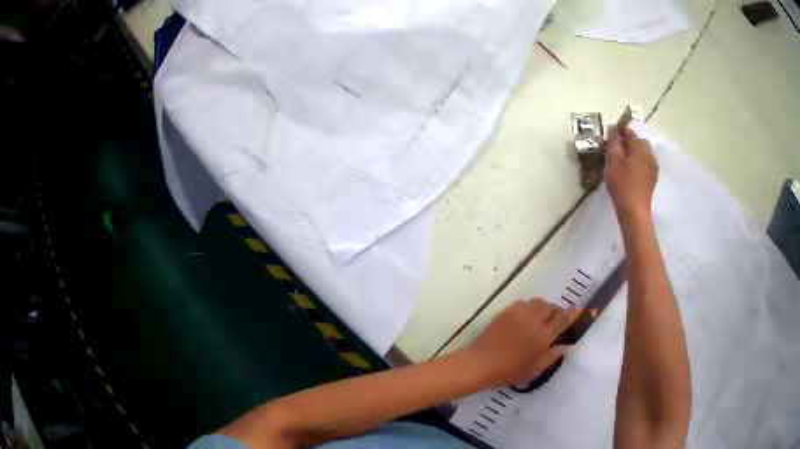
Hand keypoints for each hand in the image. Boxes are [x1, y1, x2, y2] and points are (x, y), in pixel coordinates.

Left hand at [468, 299, 580, 386]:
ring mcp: (519, 314)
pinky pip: (523, 303)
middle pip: (552, 307)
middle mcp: (534, 320)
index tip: (578, 310)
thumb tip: (565, 346)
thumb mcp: (535, 369)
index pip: (563, 319)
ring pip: (538, 302)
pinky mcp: (507, 311)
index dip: (573, 313)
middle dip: (557, 312)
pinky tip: (525, 318)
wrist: (482, 363)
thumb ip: (552, 356)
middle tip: (554, 322)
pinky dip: (529, 307)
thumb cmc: (510, 371)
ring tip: (540, 318)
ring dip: (543, 308)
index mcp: (544, 336)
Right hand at [605, 127, 658, 221]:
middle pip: (638, 144)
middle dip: (627, 144)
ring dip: (632, 156)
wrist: (634, 211)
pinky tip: (628, 175)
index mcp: (641, 147)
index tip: (609, 137)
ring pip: (641, 156)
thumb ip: (613, 143)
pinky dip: (636, 166)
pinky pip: (643, 167)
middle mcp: (650, 155)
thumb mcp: (613, 160)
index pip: (630, 132)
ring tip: (620, 164)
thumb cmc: (622, 183)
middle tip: (615, 151)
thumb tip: (613, 132)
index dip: (619, 132)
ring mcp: (653, 169)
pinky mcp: (651, 181)